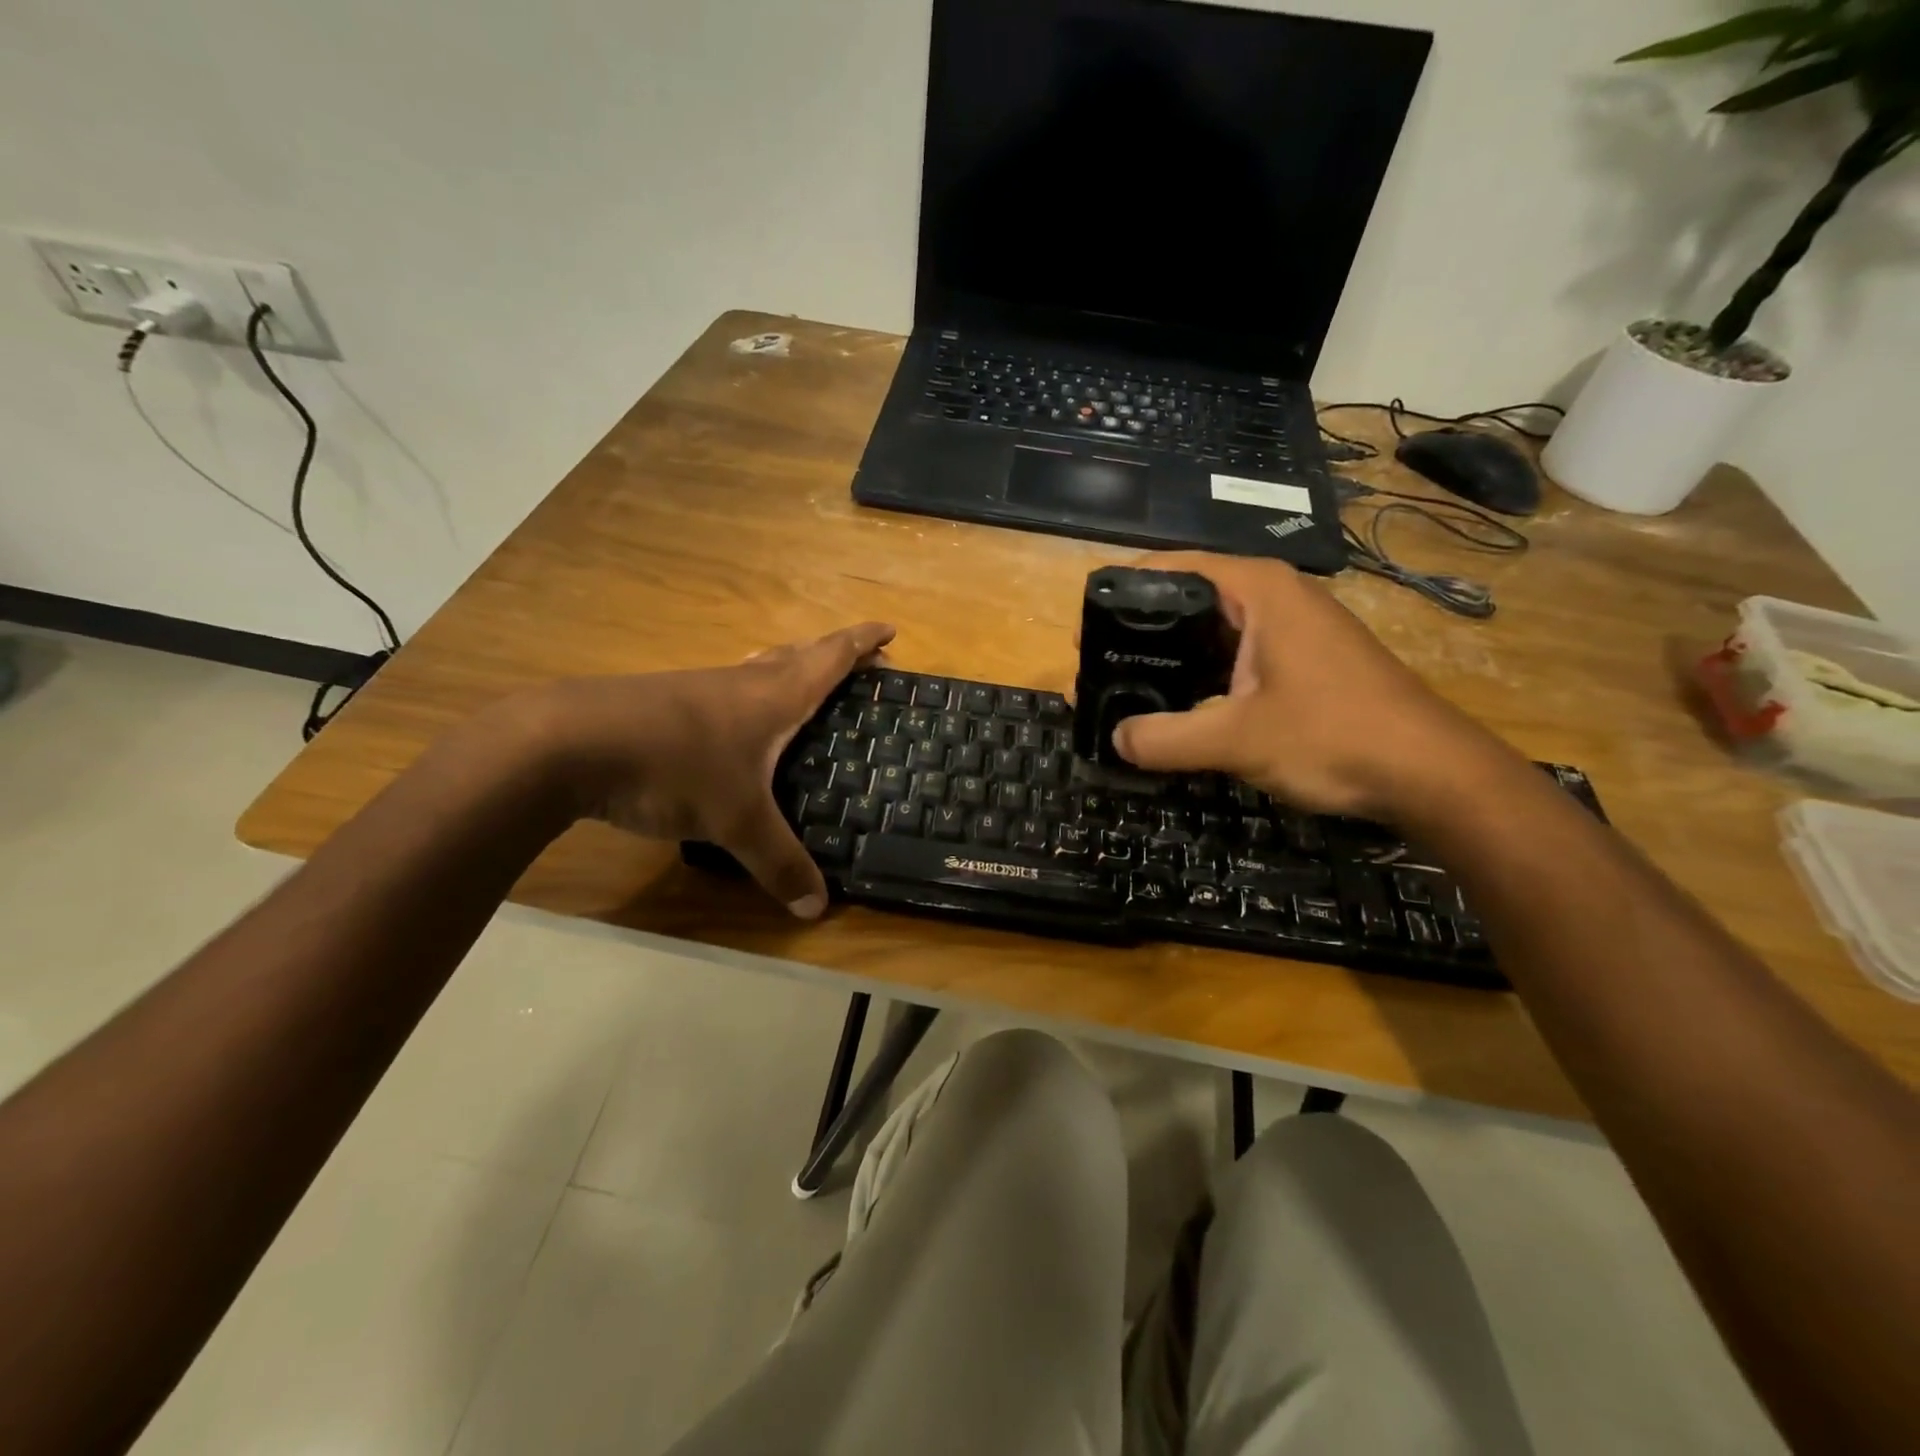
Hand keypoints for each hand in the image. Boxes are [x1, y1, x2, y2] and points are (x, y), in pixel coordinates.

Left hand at [537, 621, 894, 916]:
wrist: (566, 742)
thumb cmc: (673, 767)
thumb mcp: (735, 822)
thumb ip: (778, 863)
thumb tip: (817, 910)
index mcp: (773, 697)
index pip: (830, 658)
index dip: (863, 642)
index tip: (891, 630)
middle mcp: (741, 683)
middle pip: (798, 655)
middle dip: (834, 655)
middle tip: (863, 664)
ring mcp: (698, 689)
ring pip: (758, 669)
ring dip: (789, 669)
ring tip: (805, 688)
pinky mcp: (664, 704)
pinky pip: (726, 691)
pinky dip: (749, 695)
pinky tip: (736, 725)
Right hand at [1110, 553, 1508, 819]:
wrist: (1431, 773)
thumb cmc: (1334, 736)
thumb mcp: (1237, 740)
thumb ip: (1165, 738)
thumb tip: (1115, 738)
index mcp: (1259, 589)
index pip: (1171, 567)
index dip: (1122, 595)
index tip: (1083, 631)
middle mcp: (1275, 597)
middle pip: (1187, 599)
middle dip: (1139, 632)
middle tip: (1097, 668)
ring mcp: (1292, 629)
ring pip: (1211, 632)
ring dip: (1169, 659)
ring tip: (1125, 689)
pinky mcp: (1301, 661)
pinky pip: (1234, 657)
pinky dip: (1201, 677)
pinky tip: (1177, 708)